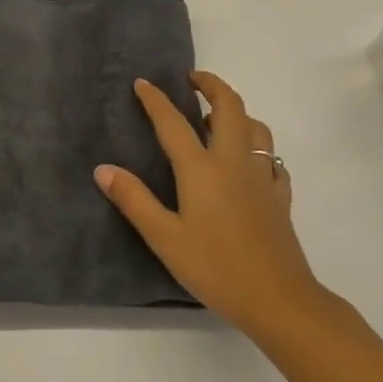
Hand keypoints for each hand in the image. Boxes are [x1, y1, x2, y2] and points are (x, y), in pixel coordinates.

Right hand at [97, 73, 328, 340]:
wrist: (280, 301)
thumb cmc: (216, 268)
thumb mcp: (165, 238)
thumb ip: (134, 200)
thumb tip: (103, 168)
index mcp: (201, 168)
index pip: (173, 122)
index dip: (156, 99)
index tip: (142, 83)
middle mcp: (233, 161)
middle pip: (229, 106)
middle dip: (211, 85)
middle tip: (192, 80)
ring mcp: (262, 177)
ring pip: (256, 128)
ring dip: (237, 113)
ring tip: (217, 120)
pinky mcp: (280, 197)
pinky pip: (272, 160)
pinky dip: (258, 150)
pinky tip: (250, 164)